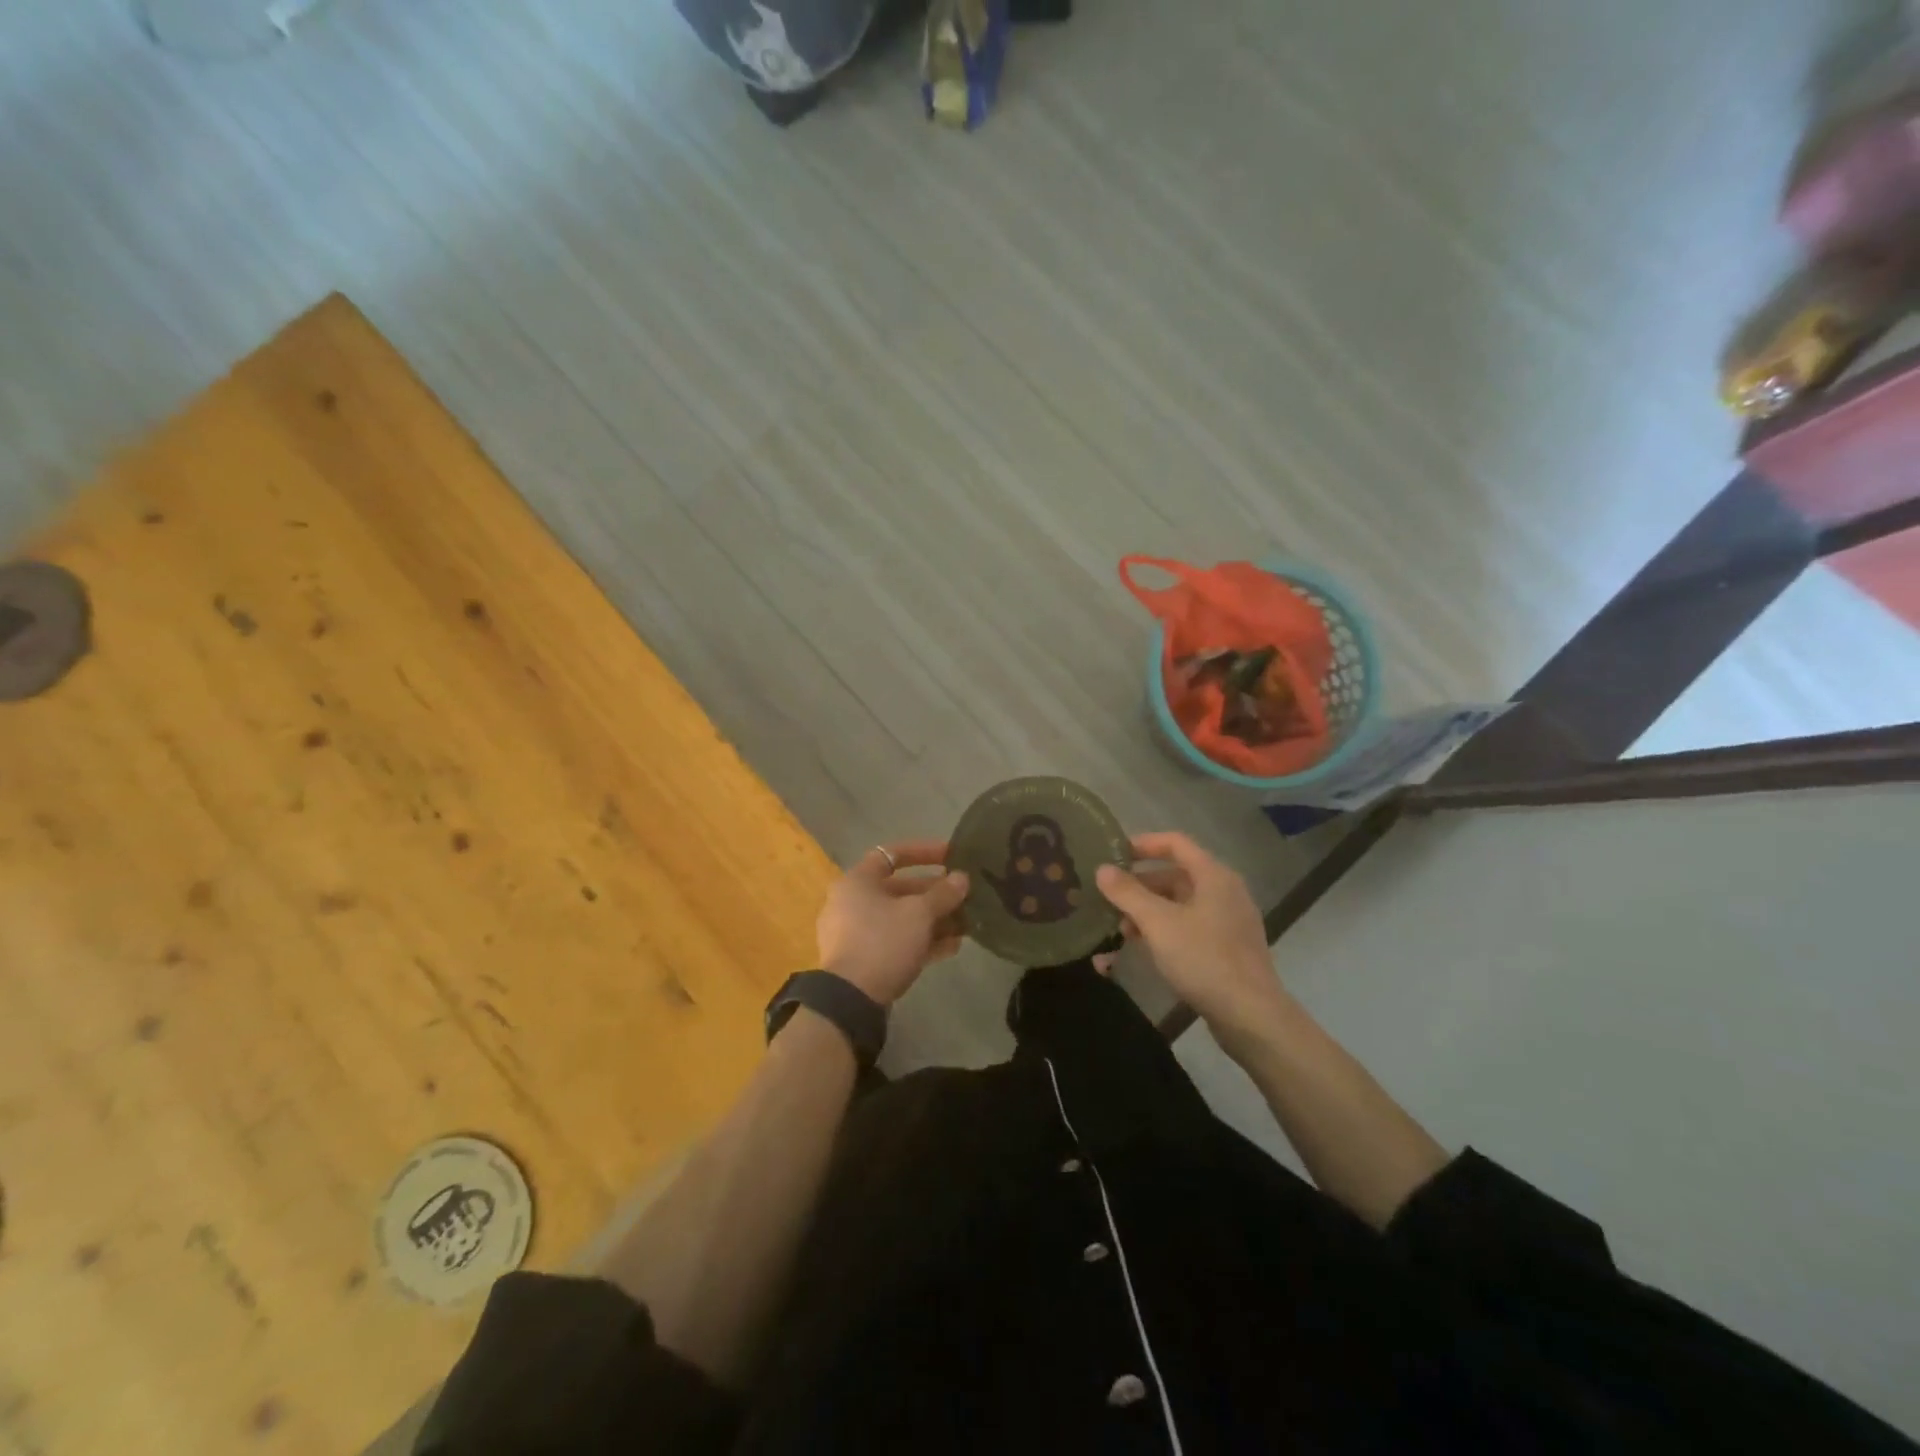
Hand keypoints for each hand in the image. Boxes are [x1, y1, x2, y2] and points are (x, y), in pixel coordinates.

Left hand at [816, 841, 969, 1005]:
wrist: (850, 999)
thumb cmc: (883, 941)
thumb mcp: (919, 914)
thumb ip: (943, 894)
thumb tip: (962, 878)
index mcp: (858, 881)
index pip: (892, 854)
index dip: (924, 852)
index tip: (953, 856)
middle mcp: (852, 902)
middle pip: (900, 889)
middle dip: (935, 894)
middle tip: (965, 896)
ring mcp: (855, 933)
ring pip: (901, 918)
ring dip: (933, 920)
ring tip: (966, 925)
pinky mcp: (862, 960)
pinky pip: (896, 941)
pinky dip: (921, 941)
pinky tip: (952, 948)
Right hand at [1095, 832, 1291, 1039]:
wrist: (1251, 1016)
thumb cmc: (1204, 959)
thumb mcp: (1158, 923)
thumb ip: (1128, 893)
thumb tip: (1103, 869)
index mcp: (1213, 876)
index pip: (1175, 843)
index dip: (1143, 844)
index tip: (1113, 854)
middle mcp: (1224, 892)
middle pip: (1174, 876)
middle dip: (1139, 888)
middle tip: (1108, 901)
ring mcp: (1227, 922)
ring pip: (1178, 906)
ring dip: (1147, 914)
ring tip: (1120, 933)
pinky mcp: (1226, 949)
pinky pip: (1187, 929)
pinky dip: (1163, 933)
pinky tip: (1140, 951)